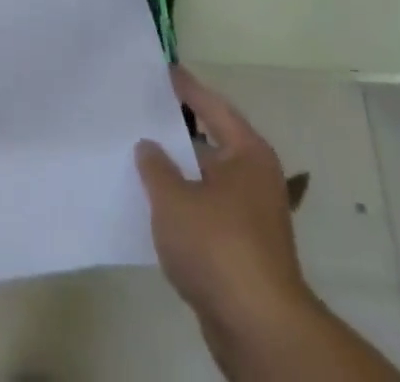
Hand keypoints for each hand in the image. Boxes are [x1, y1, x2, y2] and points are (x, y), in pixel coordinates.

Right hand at [135, 67, 314, 352]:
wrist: (258, 329)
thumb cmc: (218, 246)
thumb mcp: (174, 199)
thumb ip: (155, 167)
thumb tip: (149, 146)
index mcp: (247, 153)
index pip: (212, 106)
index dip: (187, 88)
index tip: (165, 70)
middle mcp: (255, 177)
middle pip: (211, 142)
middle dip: (178, 131)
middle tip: (144, 110)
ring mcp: (252, 216)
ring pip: (207, 180)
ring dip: (179, 172)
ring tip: (141, 155)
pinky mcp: (243, 250)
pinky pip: (207, 211)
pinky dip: (185, 204)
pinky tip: (156, 205)